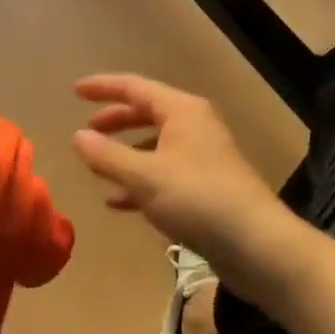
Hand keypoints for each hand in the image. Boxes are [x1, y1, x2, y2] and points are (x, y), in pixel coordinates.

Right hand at [73, 74, 305, 311]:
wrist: (259, 246)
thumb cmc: (198, 199)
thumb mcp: (144, 176)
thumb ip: (106, 155)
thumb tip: (77, 137)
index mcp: (182, 111)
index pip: (135, 87)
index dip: (103, 87)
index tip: (75, 91)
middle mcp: (194, 126)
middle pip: (146, 113)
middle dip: (115, 120)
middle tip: (87, 129)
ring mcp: (203, 157)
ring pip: (155, 145)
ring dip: (126, 153)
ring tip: (98, 166)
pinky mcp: (207, 187)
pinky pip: (164, 173)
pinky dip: (140, 181)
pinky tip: (119, 202)